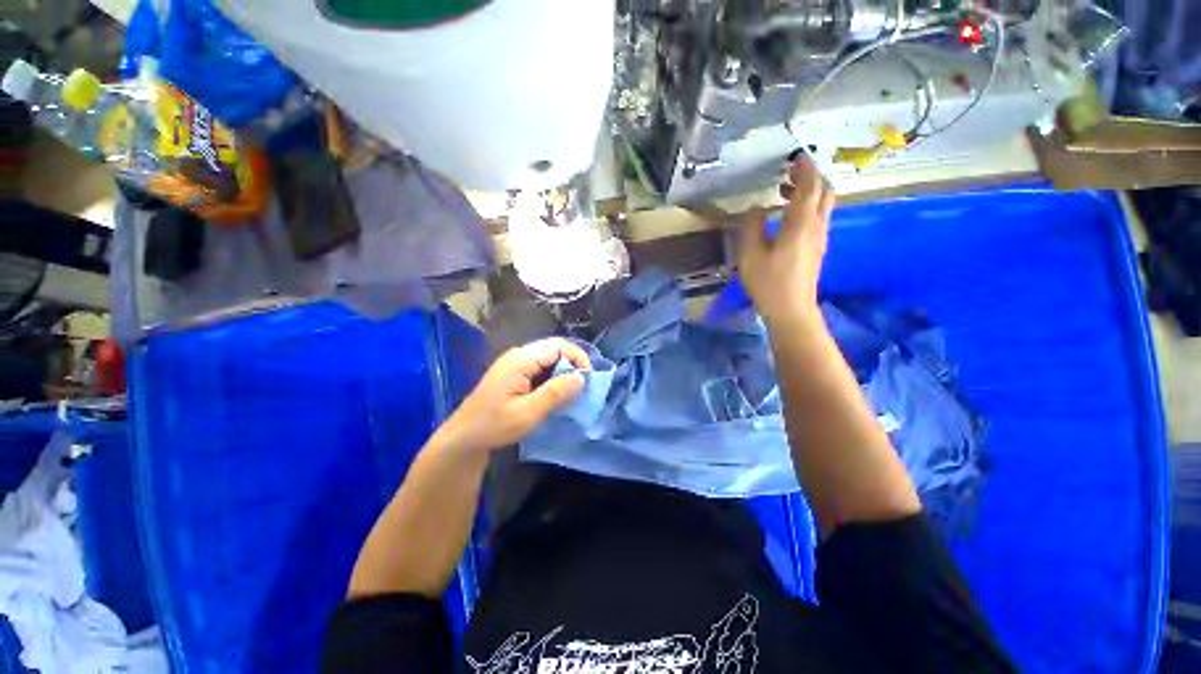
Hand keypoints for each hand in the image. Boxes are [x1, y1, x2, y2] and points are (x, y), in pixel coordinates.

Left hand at [433, 337, 591, 455]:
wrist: (464, 438)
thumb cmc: (494, 426)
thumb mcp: (528, 413)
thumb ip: (555, 393)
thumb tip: (581, 377)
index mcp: (520, 360)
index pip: (558, 345)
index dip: (578, 357)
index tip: (589, 378)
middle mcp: (518, 355)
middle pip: (554, 348)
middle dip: (573, 363)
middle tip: (583, 386)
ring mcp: (515, 363)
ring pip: (548, 357)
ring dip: (563, 371)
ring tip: (573, 391)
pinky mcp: (514, 372)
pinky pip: (540, 366)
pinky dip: (553, 376)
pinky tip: (556, 392)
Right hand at [738, 158, 835, 327]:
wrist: (791, 310)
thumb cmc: (769, 283)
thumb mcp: (750, 255)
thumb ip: (751, 227)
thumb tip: (755, 210)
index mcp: (800, 224)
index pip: (809, 186)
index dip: (804, 169)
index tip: (794, 158)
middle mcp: (816, 226)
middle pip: (824, 191)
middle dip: (810, 177)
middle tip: (788, 174)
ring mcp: (819, 238)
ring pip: (823, 205)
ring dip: (808, 192)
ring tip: (784, 192)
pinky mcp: (817, 248)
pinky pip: (818, 218)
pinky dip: (807, 207)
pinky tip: (787, 217)